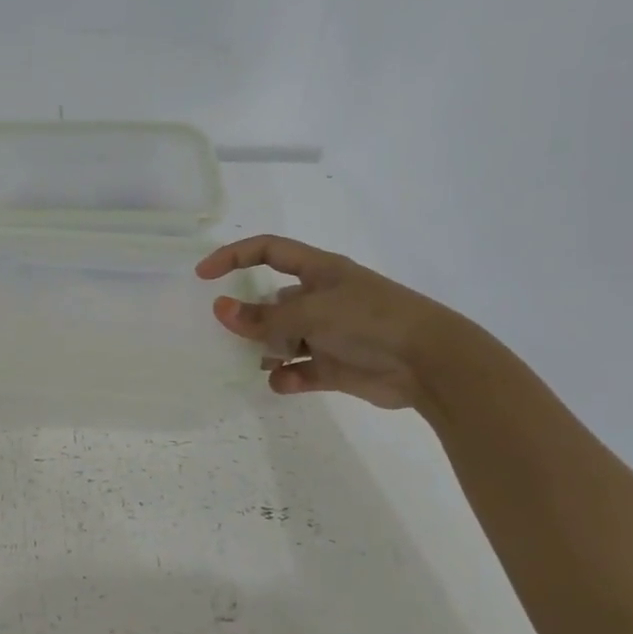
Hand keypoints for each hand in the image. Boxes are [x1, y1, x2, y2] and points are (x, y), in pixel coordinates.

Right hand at [195, 235, 460, 410]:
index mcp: (318, 271)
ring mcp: (329, 334)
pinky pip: (301, 370)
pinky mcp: (336, 367)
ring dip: (267, 351)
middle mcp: (321, 298)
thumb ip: (263, 318)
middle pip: (272, 302)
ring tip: (257, 362)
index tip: (203, 276)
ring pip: (283, 339)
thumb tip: (220, 310)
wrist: (429, 363)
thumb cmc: (370, 321)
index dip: (233, 256)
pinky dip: (289, 377)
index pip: (267, 251)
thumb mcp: (311, 314)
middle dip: (251, 318)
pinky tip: (284, 382)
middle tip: (229, 335)